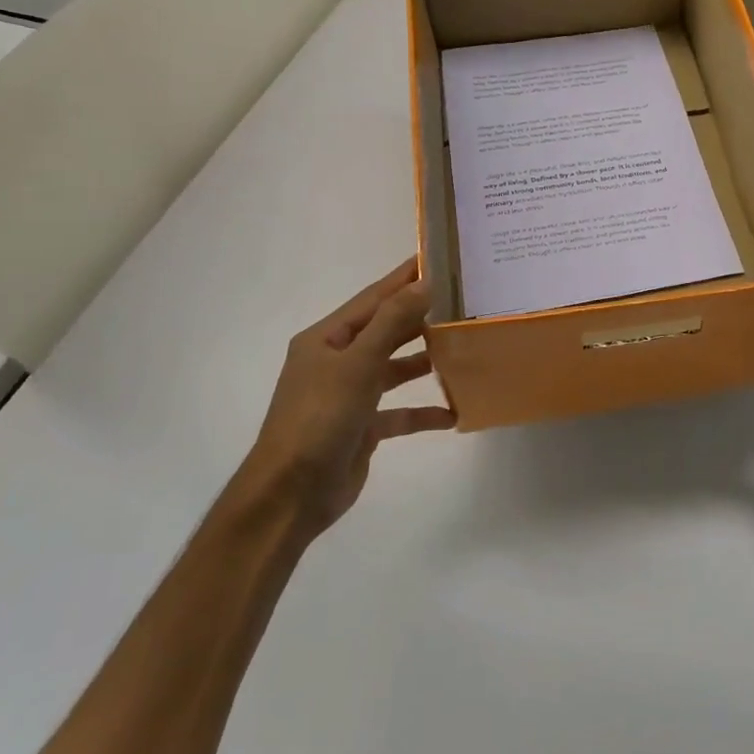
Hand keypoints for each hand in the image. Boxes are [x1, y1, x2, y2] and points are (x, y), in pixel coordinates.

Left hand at [248, 257, 455, 538]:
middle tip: (462, 301)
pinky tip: (453, 412)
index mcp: (326, 339)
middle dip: (420, 318)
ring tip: (462, 348)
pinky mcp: (362, 428)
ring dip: (424, 361)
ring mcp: (349, 396)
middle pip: (385, 331)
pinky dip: (423, 411)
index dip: (403, 279)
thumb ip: (392, 322)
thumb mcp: (357, 364)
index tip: (436, 258)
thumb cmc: (320, 418)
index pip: (372, 299)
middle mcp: (336, 362)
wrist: (292, 494)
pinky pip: (399, 412)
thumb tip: (423, 283)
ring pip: (394, 370)